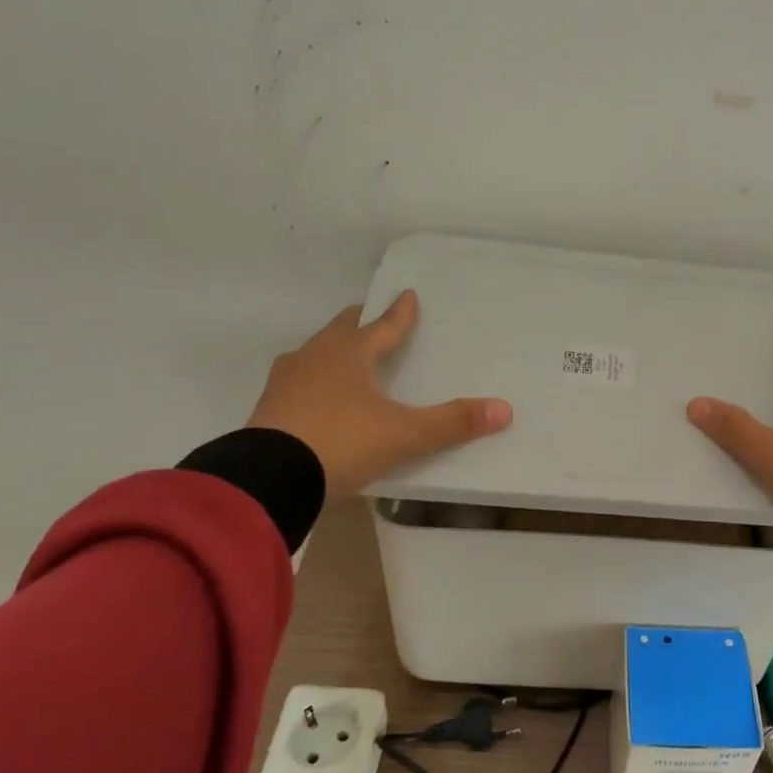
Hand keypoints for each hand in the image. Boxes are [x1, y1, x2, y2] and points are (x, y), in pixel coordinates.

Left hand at [247, 291, 512, 497]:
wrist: (268, 478)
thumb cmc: (342, 443)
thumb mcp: (404, 435)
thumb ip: (452, 423)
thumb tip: (505, 409)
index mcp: (351, 354)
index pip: (383, 327)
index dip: (400, 313)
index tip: (408, 294)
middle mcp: (316, 357)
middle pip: (343, 330)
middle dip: (360, 323)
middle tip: (372, 318)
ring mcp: (286, 381)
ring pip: (314, 353)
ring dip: (332, 349)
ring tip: (343, 354)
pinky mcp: (268, 407)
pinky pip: (296, 381)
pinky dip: (311, 379)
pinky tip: (313, 394)